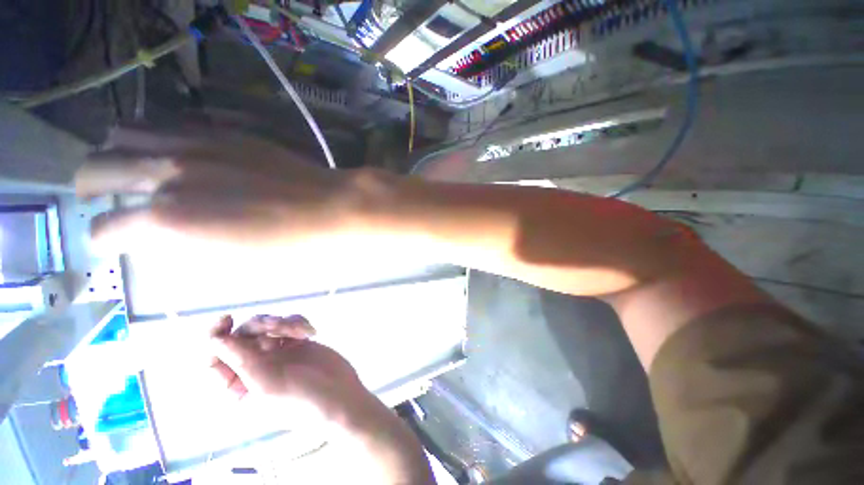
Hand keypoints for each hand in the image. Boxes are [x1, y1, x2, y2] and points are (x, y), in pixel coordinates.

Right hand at [75, 127, 367, 257]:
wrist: (332, 207)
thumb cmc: (293, 245)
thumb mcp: (232, 262)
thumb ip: (186, 249)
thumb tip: (161, 240)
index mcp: (169, 222)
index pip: (105, 229)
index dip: (102, 239)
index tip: (108, 241)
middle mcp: (169, 175)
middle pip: (96, 168)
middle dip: (89, 185)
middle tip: (96, 195)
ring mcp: (196, 146)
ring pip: (127, 134)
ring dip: (116, 151)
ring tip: (127, 165)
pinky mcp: (224, 133)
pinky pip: (170, 122)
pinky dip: (153, 134)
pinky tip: (166, 146)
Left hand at [208, 314, 375, 428]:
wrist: (340, 394)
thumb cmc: (300, 398)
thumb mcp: (265, 382)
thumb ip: (240, 359)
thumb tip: (214, 338)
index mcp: (238, 385)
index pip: (214, 359)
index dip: (216, 337)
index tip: (227, 318)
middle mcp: (254, 368)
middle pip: (243, 335)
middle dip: (260, 326)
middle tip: (277, 325)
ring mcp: (277, 354)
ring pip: (267, 327)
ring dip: (282, 323)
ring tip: (300, 331)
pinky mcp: (297, 343)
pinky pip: (290, 324)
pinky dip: (298, 323)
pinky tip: (310, 332)